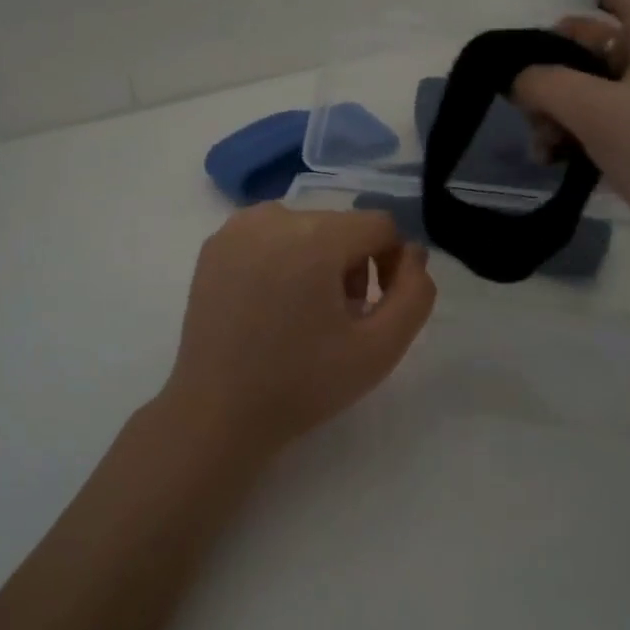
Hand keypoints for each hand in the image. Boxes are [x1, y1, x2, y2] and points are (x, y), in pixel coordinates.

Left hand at [161, 204, 436, 457]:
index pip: (379, 225)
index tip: (373, 309)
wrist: (217, 413)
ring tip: (304, 314)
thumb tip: (412, 253)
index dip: (391, 264)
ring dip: (319, 261)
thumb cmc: (302, 384)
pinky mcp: (214, 245)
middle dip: (352, 265)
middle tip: (338, 319)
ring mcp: (237, 227)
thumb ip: (415, 294)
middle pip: (342, 226)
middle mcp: (274, 216)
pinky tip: (271, 305)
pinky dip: (283, 259)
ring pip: (306, 228)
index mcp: (314, 236)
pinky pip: (270, 236)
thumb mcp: (380, 348)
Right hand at [505, 0, 629, 278]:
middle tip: (519, 96)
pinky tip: (551, 160)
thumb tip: (516, 78)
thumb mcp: (598, 110)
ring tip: (540, 143)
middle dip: (544, 62)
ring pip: (578, 84)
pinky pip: (584, 121)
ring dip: (549, 106)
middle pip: (582, 37)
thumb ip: (546, 83)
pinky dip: (562, 133)